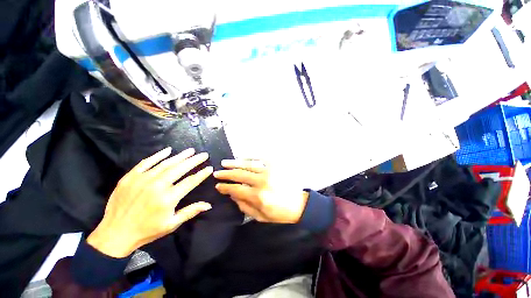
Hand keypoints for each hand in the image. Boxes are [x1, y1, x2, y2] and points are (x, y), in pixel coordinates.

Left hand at [87, 147, 212, 257]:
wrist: (115, 234)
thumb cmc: (147, 230)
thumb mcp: (171, 224)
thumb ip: (190, 211)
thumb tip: (208, 204)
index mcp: (168, 198)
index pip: (190, 181)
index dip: (201, 174)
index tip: (209, 167)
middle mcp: (157, 186)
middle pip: (180, 168)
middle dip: (194, 160)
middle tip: (204, 154)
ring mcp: (142, 180)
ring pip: (166, 163)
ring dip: (180, 156)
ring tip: (191, 150)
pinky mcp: (130, 177)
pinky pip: (146, 162)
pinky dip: (157, 155)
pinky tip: (168, 150)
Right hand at [214, 160, 308, 223]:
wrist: (299, 204)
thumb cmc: (279, 213)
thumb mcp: (260, 216)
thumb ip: (244, 206)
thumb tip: (231, 195)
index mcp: (258, 196)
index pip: (236, 189)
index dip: (225, 187)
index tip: (218, 186)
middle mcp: (262, 182)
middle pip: (240, 175)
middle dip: (226, 174)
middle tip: (217, 173)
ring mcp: (270, 171)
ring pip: (248, 165)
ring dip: (234, 163)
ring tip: (224, 163)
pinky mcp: (276, 165)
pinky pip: (261, 158)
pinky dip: (250, 158)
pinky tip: (242, 158)